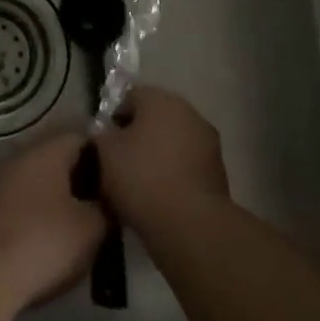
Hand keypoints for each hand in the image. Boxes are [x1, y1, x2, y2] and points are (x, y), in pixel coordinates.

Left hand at [0, 134, 105, 310]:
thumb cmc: (43, 242)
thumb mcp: (92, 228)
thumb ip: (106, 208)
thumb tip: (106, 202)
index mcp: (46, 152)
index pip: (82, 139)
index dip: (105, 158)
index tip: (120, 184)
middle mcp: (20, 159)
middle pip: (59, 161)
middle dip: (82, 182)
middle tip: (104, 209)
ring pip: (39, 185)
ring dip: (59, 202)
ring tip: (81, 230)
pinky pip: (22, 206)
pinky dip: (38, 219)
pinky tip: (50, 245)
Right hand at [94, 85, 229, 236]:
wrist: (190, 223)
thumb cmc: (141, 178)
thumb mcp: (105, 153)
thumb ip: (101, 135)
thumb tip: (106, 133)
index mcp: (160, 99)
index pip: (130, 97)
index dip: (114, 118)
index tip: (104, 143)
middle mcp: (188, 111)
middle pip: (155, 117)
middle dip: (138, 135)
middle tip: (120, 162)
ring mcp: (207, 140)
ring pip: (173, 140)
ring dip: (158, 153)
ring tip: (140, 182)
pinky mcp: (218, 169)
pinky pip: (187, 162)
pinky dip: (174, 171)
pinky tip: (161, 194)